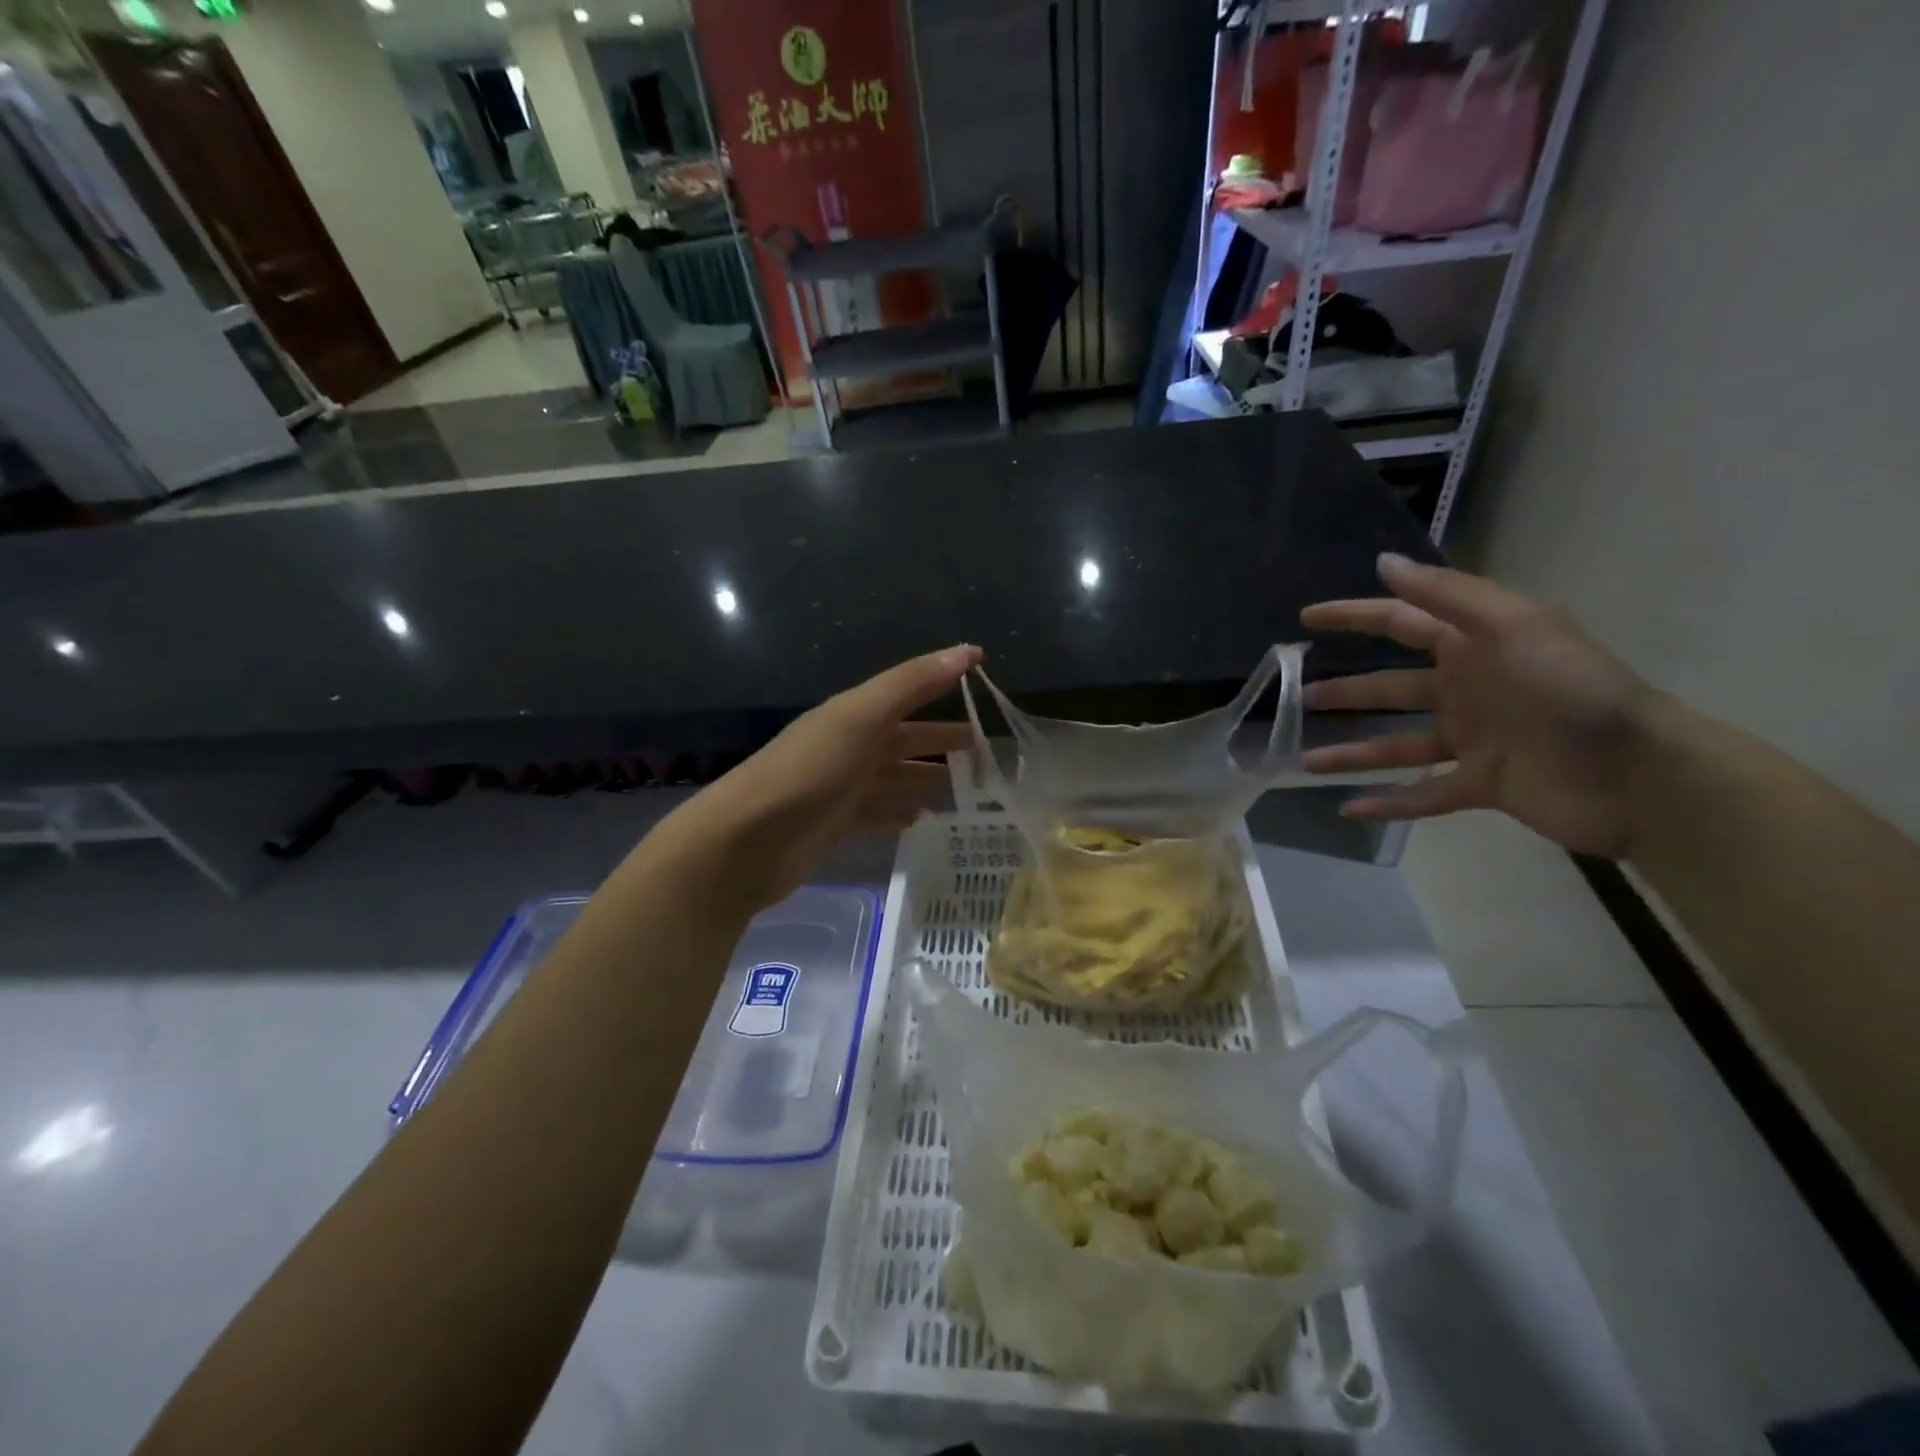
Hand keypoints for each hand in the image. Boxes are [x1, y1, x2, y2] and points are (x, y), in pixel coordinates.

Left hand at [657, 645, 981, 911]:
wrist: (746, 841)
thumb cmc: (809, 771)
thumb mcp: (861, 717)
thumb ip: (912, 684)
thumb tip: (969, 651)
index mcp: (856, 715)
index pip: (909, 691)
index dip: (944, 681)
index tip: (984, 677)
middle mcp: (850, 746)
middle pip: (905, 739)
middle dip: (941, 741)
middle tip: (984, 751)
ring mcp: (842, 788)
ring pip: (894, 778)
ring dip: (924, 779)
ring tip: (962, 788)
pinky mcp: (836, 825)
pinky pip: (877, 813)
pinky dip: (899, 813)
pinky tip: (921, 819)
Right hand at [1299, 554, 1656, 857]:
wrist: (1638, 774)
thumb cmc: (1572, 691)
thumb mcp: (1514, 627)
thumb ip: (1447, 597)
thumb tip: (1384, 564)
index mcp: (1473, 648)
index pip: (1399, 623)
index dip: (1353, 616)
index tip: (1307, 618)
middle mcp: (1466, 691)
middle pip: (1390, 688)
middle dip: (1345, 691)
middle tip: (1298, 697)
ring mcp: (1473, 741)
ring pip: (1396, 745)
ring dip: (1351, 753)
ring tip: (1305, 759)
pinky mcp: (1481, 785)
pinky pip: (1423, 794)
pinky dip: (1387, 802)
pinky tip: (1347, 808)